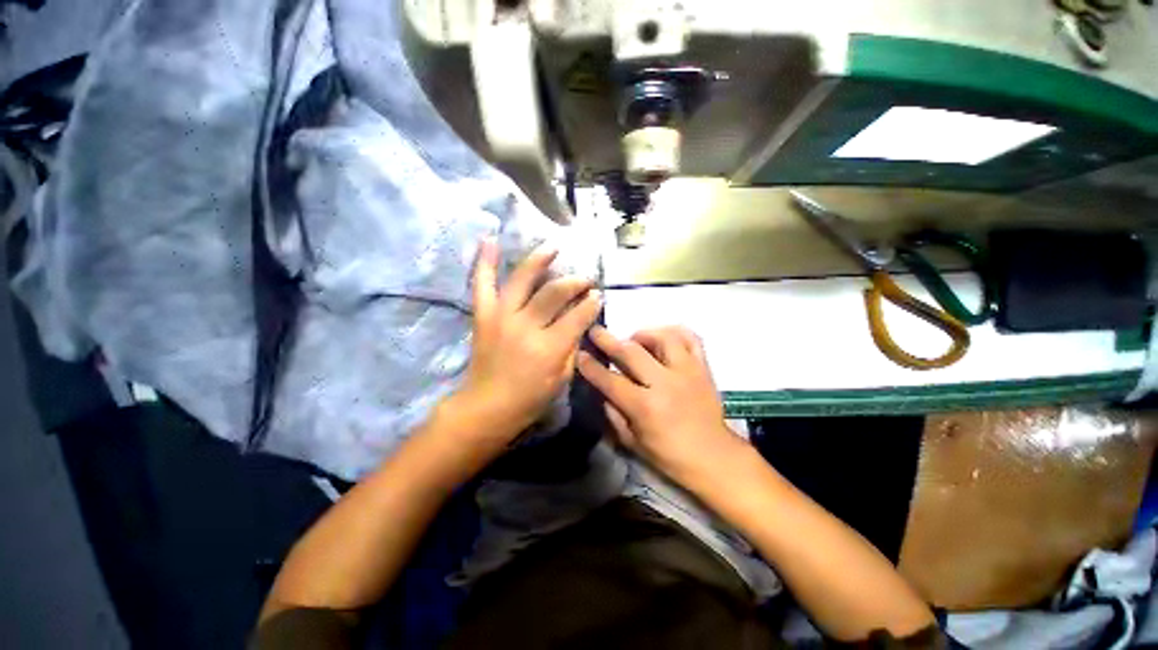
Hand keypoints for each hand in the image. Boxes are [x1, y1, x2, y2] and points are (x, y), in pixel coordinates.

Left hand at [452, 239, 601, 446]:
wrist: (487, 406)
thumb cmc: (530, 398)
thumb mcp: (562, 378)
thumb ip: (572, 346)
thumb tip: (580, 321)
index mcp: (549, 348)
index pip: (578, 315)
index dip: (591, 303)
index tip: (598, 295)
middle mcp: (525, 327)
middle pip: (554, 293)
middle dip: (574, 282)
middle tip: (585, 279)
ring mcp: (501, 317)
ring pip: (522, 279)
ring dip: (539, 260)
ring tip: (553, 247)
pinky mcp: (483, 315)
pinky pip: (482, 284)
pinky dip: (485, 261)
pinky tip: (490, 239)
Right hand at [577, 325, 749, 483]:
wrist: (714, 458)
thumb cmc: (670, 456)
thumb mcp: (632, 442)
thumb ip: (613, 414)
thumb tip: (601, 389)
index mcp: (645, 407)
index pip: (610, 380)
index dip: (591, 366)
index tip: (580, 354)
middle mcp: (665, 383)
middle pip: (631, 352)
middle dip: (608, 339)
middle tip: (596, 331)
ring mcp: (687, 371)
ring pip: (662, 337)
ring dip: (642, 334)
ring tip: (634, 340)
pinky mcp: (703, 367)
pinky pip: (691, 338)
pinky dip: (674, 332)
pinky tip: (663, 337)